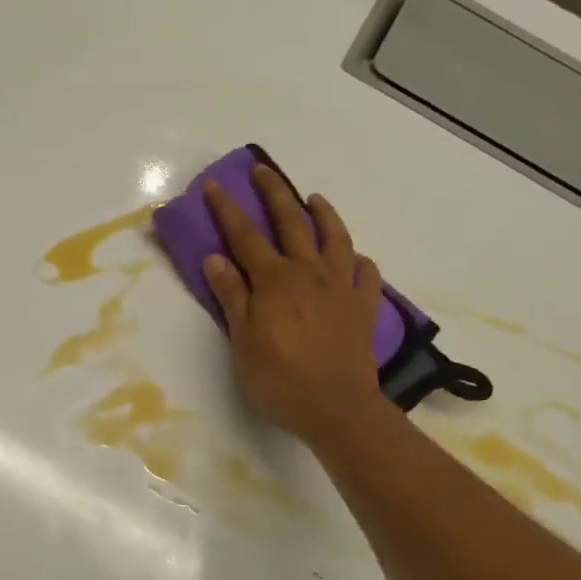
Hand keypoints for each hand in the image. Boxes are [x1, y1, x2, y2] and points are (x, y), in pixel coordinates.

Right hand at [201, 164, 385, 443]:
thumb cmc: (279, 379)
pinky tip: (357, 259)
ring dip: (324, 214)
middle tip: (262, 171)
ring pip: (335, 239)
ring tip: (315, 198)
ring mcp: (341, 288)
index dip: (227, 210)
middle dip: (274, 194)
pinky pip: (367, 275)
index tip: (213, 185)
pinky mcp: (364, 308)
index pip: (245, 236)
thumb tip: (216, 258)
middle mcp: (309, 273)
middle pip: (291, 224)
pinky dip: (361, 262)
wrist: (337, 408)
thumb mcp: (243, 340)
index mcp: (274, 281)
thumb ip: (232, 296)